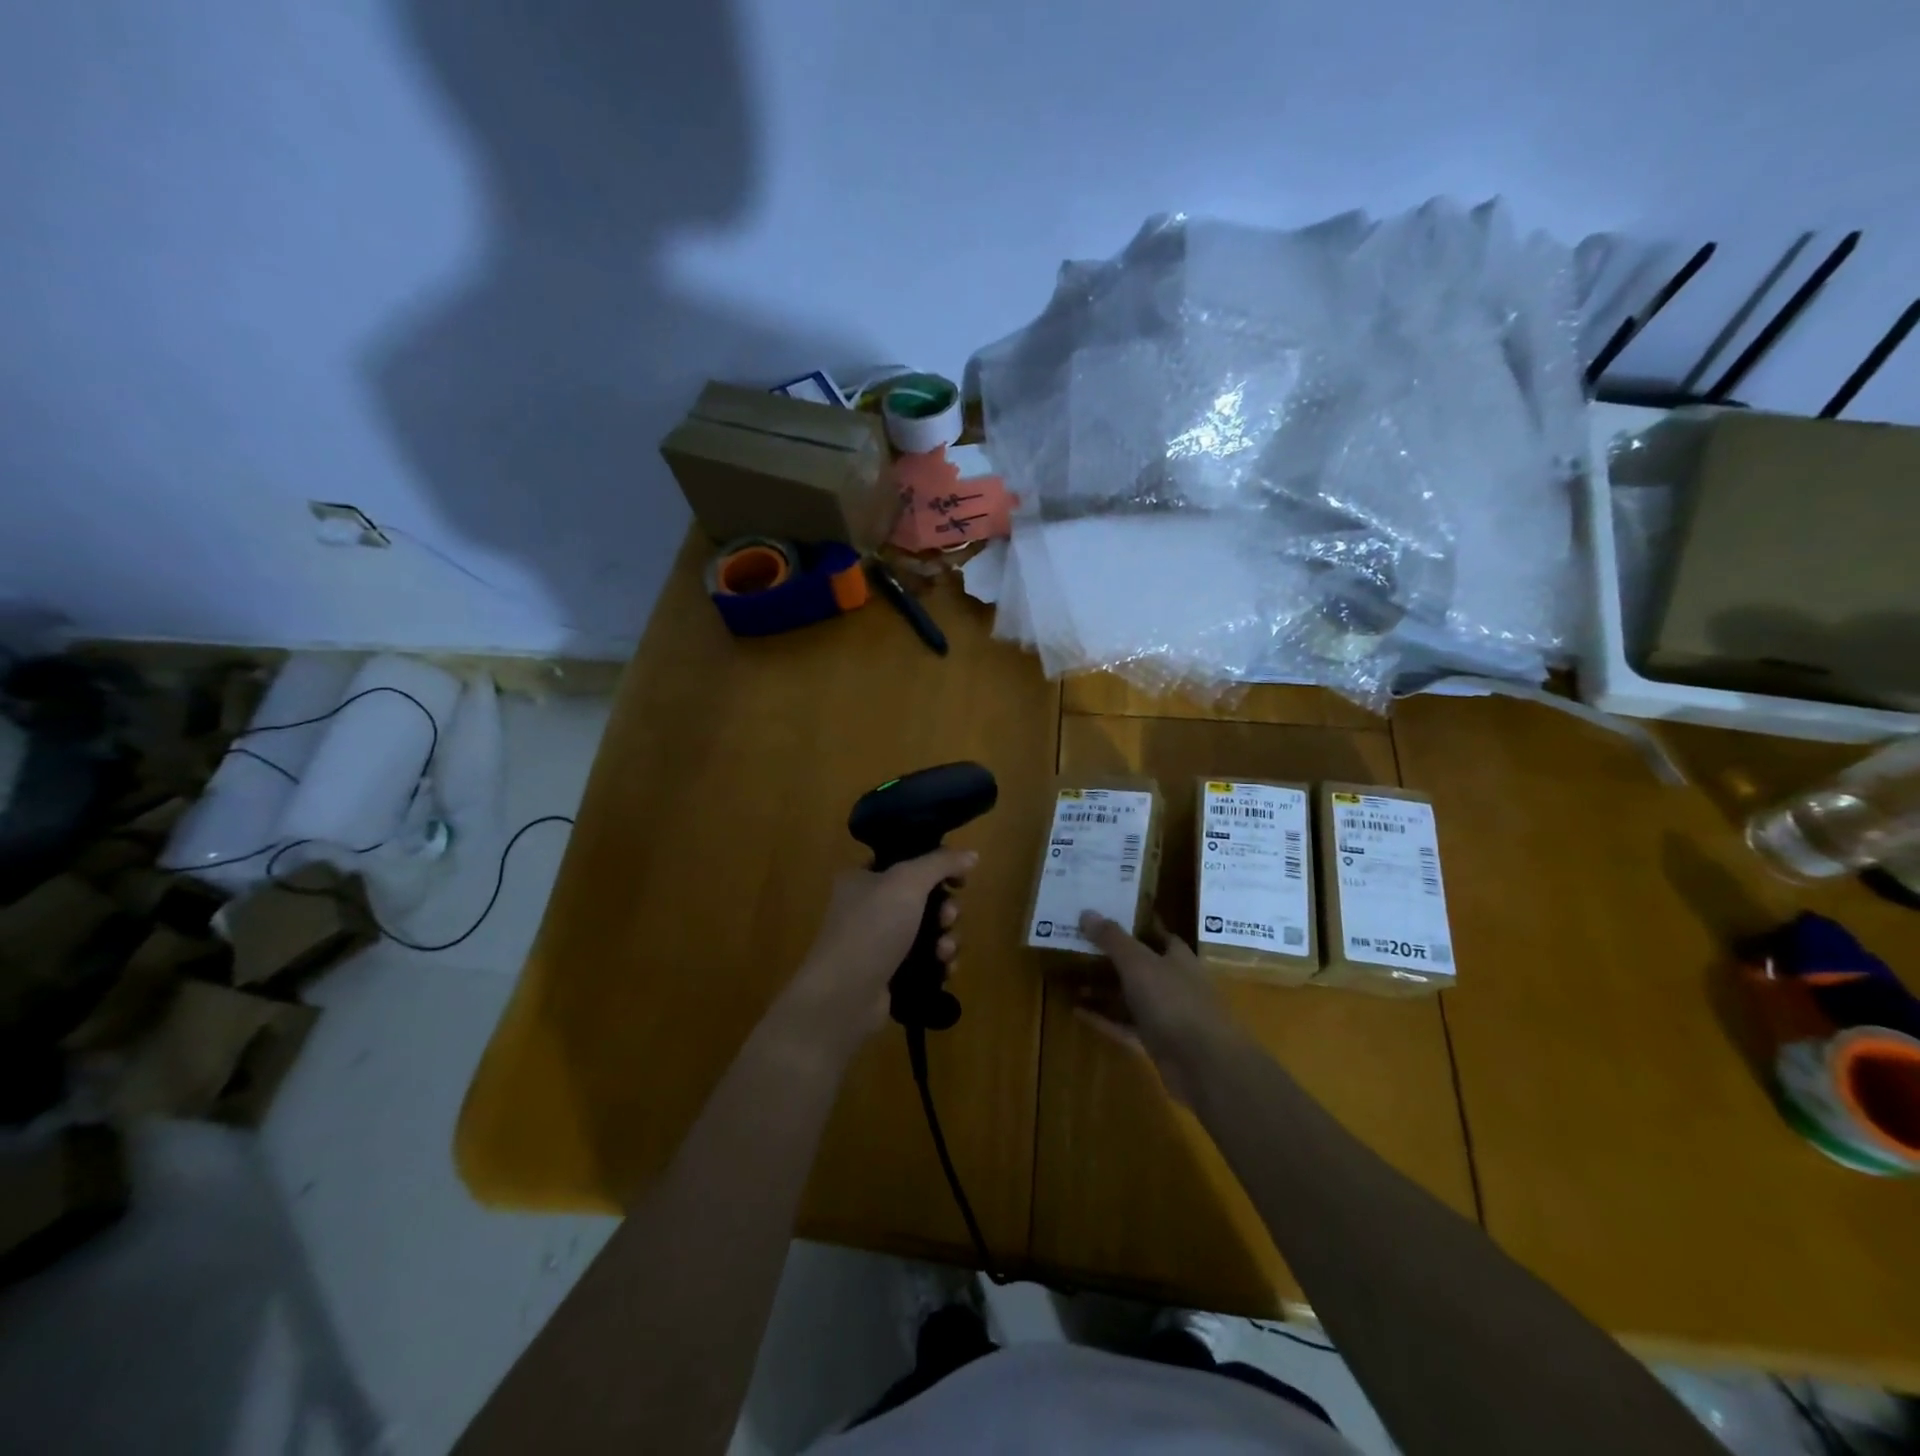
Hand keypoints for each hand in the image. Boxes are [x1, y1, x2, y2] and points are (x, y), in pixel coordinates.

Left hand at [778, 848, 976, 1055]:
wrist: (845, 997)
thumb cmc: (872, 928)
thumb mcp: (907, 882)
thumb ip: (941, 863)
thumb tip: (972, 854)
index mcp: (864, 878)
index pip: (907, 862)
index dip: (937, 867)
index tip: (960, 879)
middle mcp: (870, 908)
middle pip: (924, 898)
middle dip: (946, 908)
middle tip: (948, 917)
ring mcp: (880, 943)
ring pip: (930, 931)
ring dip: (947, 938)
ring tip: (944, 951)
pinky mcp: (892, 974)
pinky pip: (927, 961)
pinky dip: (939, 963)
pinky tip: (944, 969)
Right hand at [1074, 911, 1246, 1107]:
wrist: (1204, 1065)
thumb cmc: (1174, 1001)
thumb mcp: (1138, 963)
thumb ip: (1112, 939)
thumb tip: (1087, 912)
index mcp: (1177, 958)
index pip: (1157, 935)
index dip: (1134, 926)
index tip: (1106, 918)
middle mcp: (1174, 983)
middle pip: (1140, 966)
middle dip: (1111, 959)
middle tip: (1078, 948)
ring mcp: (1166, 1015)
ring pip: (1130, 997)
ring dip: (1104, 990)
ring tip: (1072, 981)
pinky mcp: (1156, 1043)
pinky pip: (1124, 1026)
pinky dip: (1103, 1018)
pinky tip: (1076, 1011)